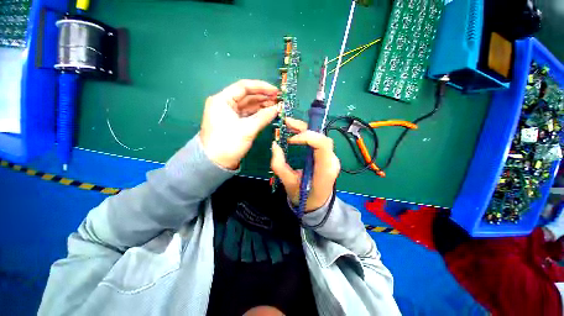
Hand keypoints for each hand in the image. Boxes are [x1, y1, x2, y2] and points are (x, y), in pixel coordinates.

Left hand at [200, 80, 279, 169]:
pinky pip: (247, 114)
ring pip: (248, 105)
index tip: (275, 91)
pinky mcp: (234, 123)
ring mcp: (229, 114)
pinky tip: (268, 113)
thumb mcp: (247, 129)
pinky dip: (258, 113)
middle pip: (246, 96)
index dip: (261, 87)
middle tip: (279, 99)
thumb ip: (263, 117)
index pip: (243, 87)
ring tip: (276, 106)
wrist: (215, 163)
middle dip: (263, 96)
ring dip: (262, 105)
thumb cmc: (228, 143)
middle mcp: (225, 104)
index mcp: (222, 100)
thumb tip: (277, 108)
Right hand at [271, 117, 340, 211]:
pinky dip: (307, 135)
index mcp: (325, 170)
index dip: (307, 137)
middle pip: (321, 137)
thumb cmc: (304, 198)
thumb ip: (279, 165)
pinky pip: (318, 142)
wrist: (317, 205)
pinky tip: (296, 133)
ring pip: (320, 137)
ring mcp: (331, 158)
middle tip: (286, 123)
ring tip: (289, 125)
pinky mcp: (326, 157)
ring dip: (305, 129)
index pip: (322, 145)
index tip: (291, 139)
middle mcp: (331, 161)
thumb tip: (274, 144)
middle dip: (304, 128)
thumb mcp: (288, 184)